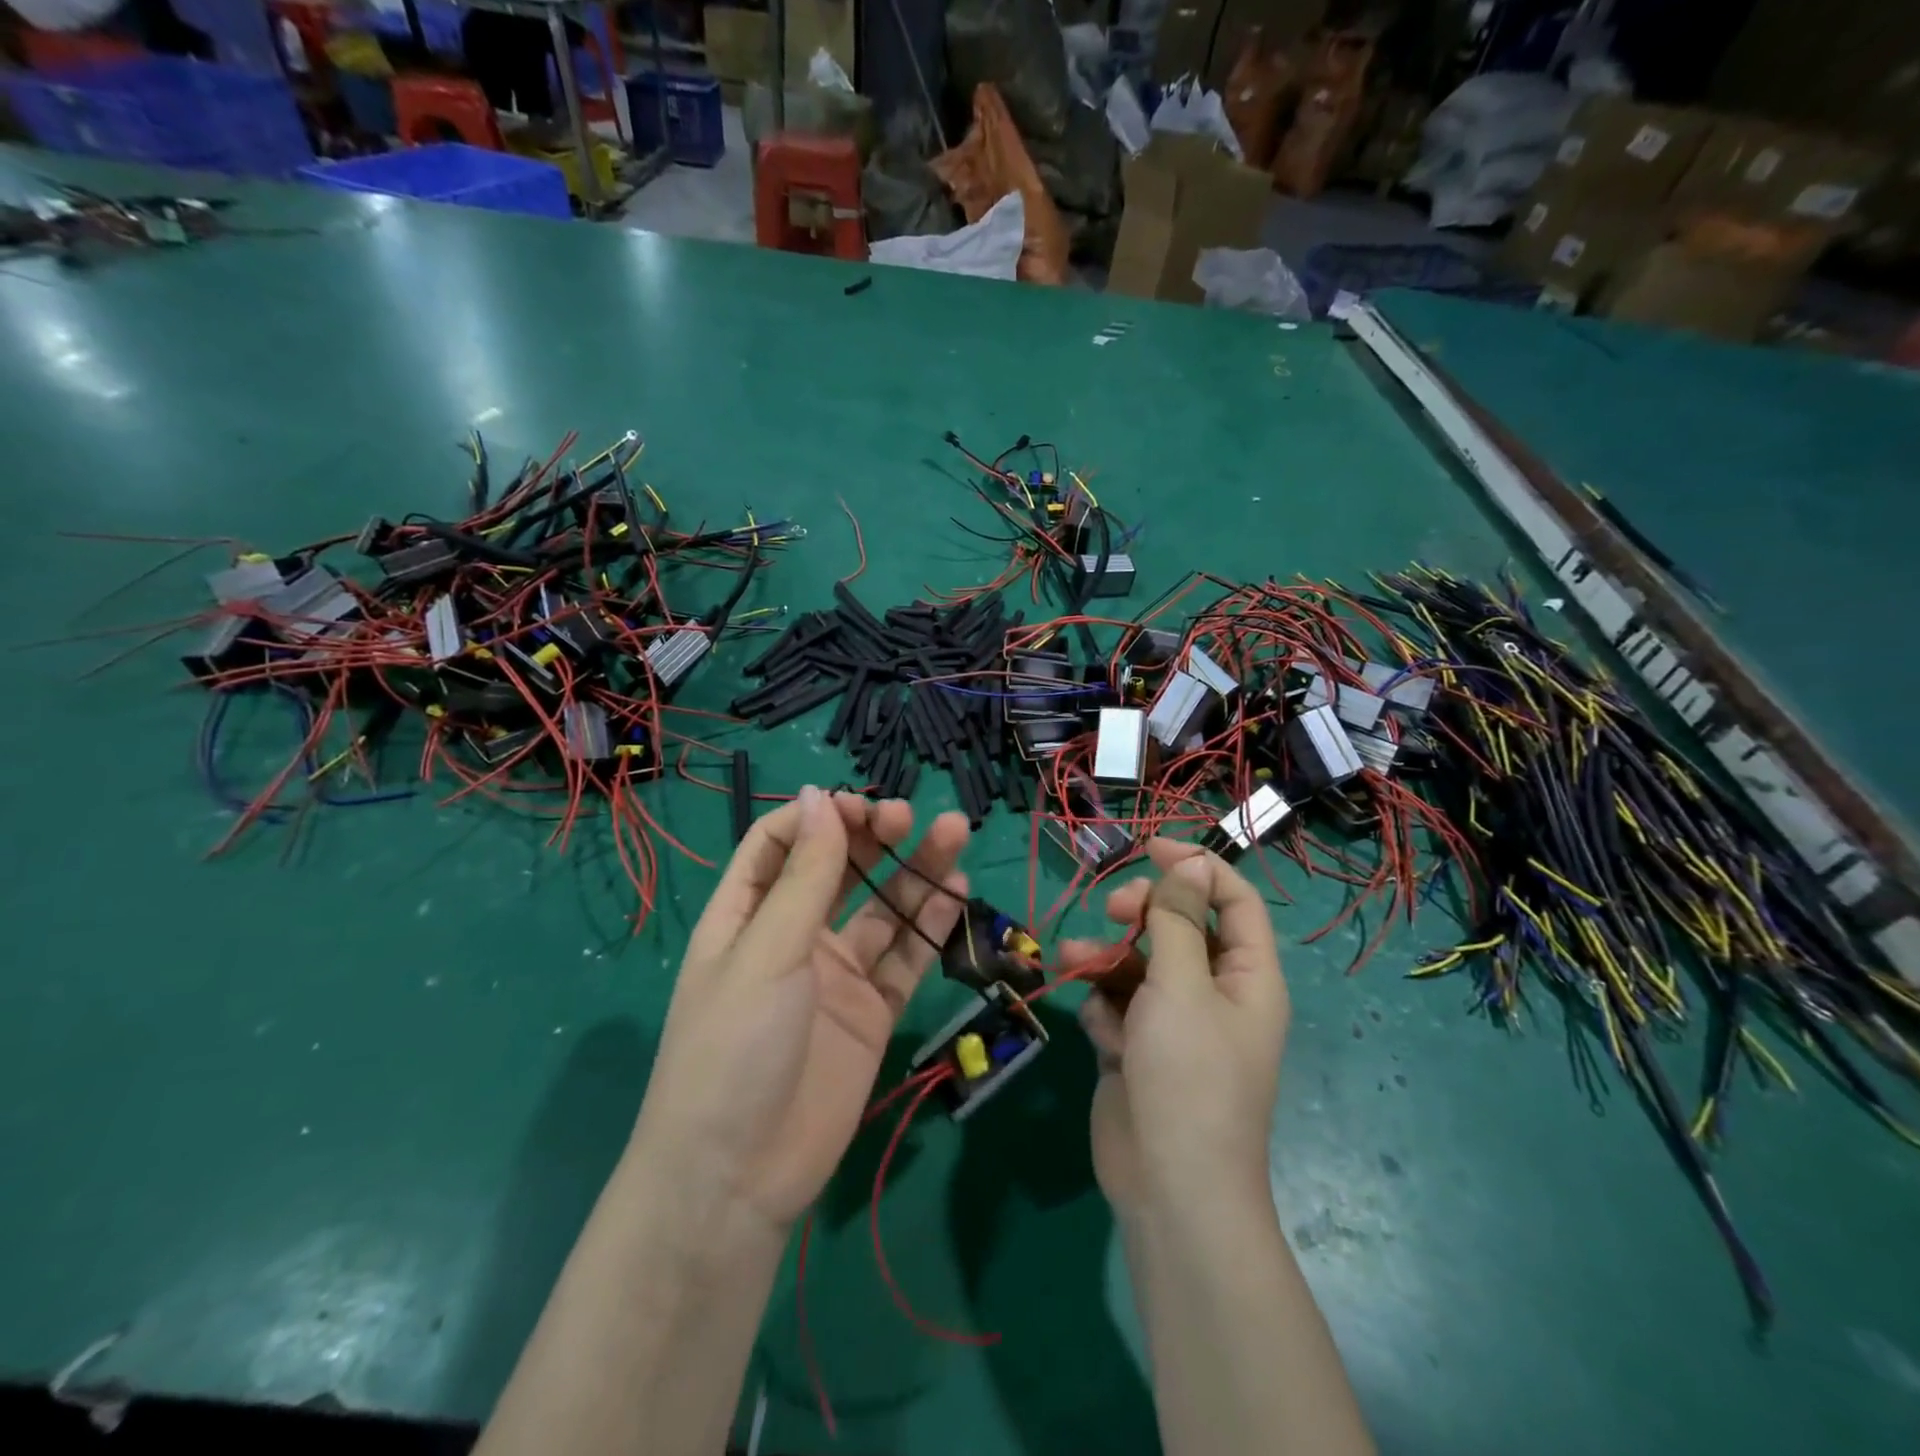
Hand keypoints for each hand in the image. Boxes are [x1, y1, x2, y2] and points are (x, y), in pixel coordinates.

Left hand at [631, 787, 969, 1239]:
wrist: (738, 1179)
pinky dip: (930, 927)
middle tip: (909, 816)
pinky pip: (905, 959)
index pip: (780, 844)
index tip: (858, 807)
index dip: (818, 818)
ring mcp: (836, 975)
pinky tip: (958, 896)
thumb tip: (817, 795)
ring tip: (954, 835)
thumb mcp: (766, 952)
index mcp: (748, 916)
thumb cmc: (733, 1048)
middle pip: (839, 871)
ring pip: (883, 910)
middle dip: (873, 838)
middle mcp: (793, 937)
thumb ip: (804, 876)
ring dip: (916, 873)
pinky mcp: (872, 1012)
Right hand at [1060, 839, 1288, 1215]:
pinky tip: (1102, 1034)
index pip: (1232, 900)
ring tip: (1074, 961)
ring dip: (1106, 959)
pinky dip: (1106, 1010)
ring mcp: (1175, 1024)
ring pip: (1138, 965)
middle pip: (1178, 927)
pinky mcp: (1140, 1049)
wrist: (1169, 1187)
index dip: (1196, 867)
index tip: (1149, 847)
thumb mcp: (1182, 984)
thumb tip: (1192, 861)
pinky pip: (1119, 1006)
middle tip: (1112, 909)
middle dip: (1141, 913)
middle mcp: (1215, 994)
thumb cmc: (1188, 1075)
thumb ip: (1179, 919)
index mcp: (1247, 976)